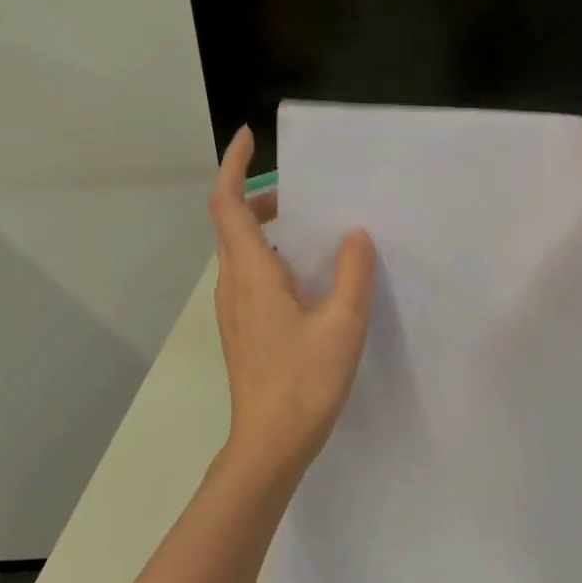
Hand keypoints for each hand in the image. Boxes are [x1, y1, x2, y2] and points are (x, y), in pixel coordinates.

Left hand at [209, 125, 377, 477]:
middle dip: (261, 195)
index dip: (233, 165)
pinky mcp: (242, 329)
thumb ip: (352, 272)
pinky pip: (251, 275)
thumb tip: (354, 235)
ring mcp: (233, 309)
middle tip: (304, 191)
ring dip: (269, 228)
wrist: (270, 445)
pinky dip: (273, 257)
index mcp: (251, 272)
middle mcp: (233, 284)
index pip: (227, 203)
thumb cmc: (305, 380)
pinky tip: (309, 276)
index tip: (249, 136)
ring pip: (242, 251)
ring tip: (314, 228)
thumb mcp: (343, 322)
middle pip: (233, 223)